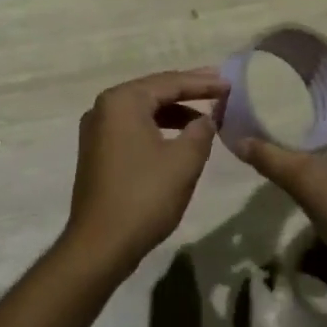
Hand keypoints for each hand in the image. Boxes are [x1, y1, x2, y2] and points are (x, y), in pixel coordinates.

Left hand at [64, 69, 229, 271]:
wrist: (100, 244)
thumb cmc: (144, 196)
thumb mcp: (184, 161)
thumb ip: (201, 131)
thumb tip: (206, 118)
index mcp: (122, 101)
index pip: (169, 82)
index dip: (203, 83)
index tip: (230, 84)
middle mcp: (103, 108)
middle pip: (153, 91)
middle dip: (187, 91)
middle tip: (219, 89)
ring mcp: (96, 130)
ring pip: (142, 110)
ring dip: (174, 112)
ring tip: (205, 117)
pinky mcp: (96, 152)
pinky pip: (132, 128)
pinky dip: (157, 127)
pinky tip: (179, 139)